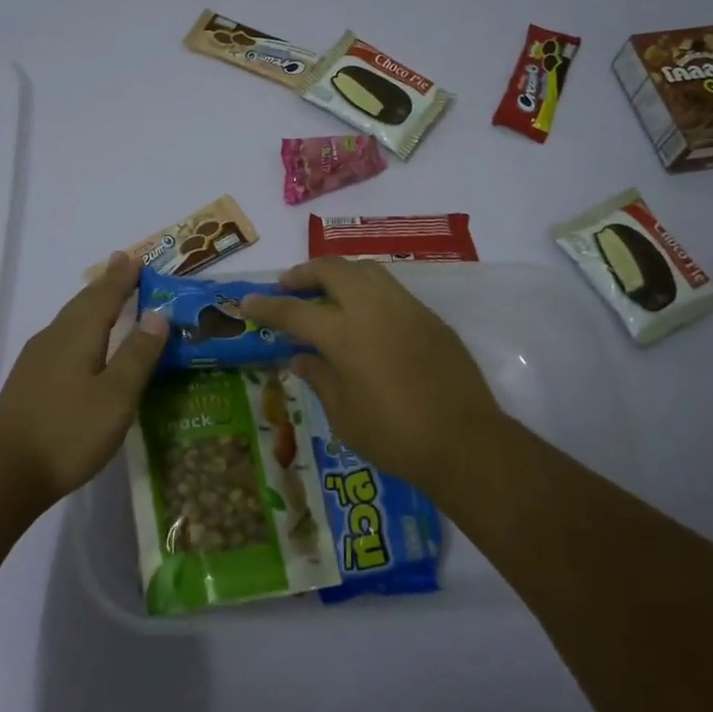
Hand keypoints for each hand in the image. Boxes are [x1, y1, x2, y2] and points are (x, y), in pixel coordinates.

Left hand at [0, 251, 168, 503]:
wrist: (4, 472)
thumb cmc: (69, 431)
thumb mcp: (116, 395)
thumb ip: (138, 354)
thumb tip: (158, 314)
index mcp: (78, 335)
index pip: (105, 296)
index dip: (123, 278)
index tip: (136, 257)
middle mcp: (54, 338)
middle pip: (83, 302)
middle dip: (106, 284)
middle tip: (123, 265)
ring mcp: (36, 359)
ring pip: (69, 319)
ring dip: (91, 304)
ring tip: (107, 297)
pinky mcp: (29, 381)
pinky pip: (61, 338)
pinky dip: (79, 327)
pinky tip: (82, 343)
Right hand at [241, 259, 505, 495]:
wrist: (464, 441)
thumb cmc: (394, 436)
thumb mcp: (343, 414)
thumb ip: (318, 377)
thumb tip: (300, 356)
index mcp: (344, 334)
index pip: (295, 311)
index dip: (267, 306)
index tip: (248, 301)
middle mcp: (373, 308)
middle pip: (332, 270)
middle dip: (304, 272)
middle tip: (288, 286)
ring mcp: (406, 308)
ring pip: (366, 271)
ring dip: (339, 274)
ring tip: (326, 293)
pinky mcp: (430, 317)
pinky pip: (391, 289)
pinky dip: (368, 291)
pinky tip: (365, 315)